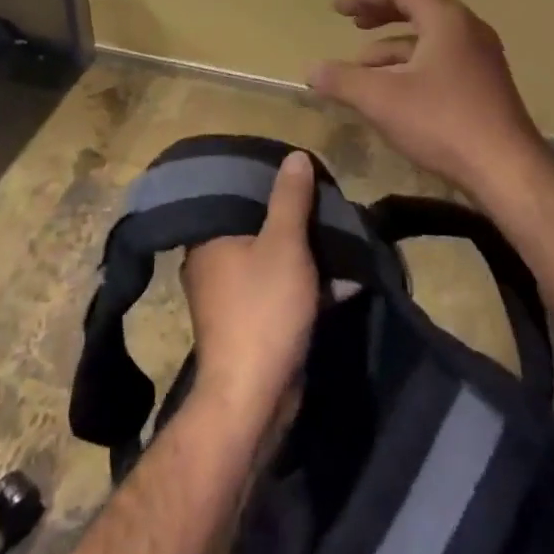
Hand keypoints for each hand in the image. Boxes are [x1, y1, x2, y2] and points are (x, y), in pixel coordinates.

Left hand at [181, 152, 319, 423]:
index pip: (237, 193)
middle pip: (257, 225)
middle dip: (294, 218)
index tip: (300, 173)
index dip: (269, 181)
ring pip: (272, 259)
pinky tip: (345, 281)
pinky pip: (280, 290)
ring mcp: (231, 295)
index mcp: (209, 237)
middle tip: (326, 203)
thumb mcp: (284, 244)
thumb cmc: (263, 310)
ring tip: (342, 237)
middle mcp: (213, 262)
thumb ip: (290, 199)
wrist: (252, 398)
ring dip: (305, 254)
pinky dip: (307, 285)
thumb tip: (294, 155)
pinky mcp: (251, 322)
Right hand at [307, 0, 548, 198]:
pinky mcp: (484, 84)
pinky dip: (411, 64)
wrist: (508, 171)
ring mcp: (480, 57)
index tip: (336, 9)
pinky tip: (392, 91)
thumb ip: (343, 80)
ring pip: (429, 36)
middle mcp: (467, 28)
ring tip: (361, 64)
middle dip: (380, 12)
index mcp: (446, 18)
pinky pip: (441, 59)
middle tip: (351, 21)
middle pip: (417, 5)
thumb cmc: (443, 123)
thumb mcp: (382, 99)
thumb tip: (311, 70)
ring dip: (392, 44)